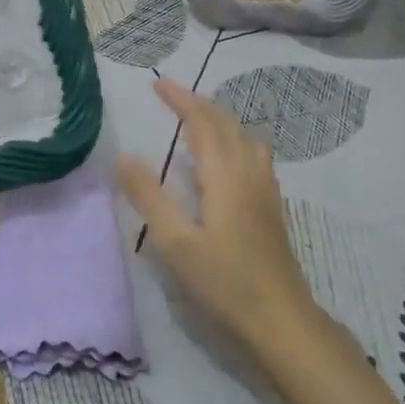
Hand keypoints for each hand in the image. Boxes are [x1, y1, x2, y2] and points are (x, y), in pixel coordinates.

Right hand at [116, 78, 315, 349]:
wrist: (281, 319)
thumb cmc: (224, 281)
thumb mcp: (175, 242)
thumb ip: (149, 196)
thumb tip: (124, 155)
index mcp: (225, 174)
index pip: (202, 122)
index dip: (180, 99)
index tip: (157, 84)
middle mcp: (249, 172)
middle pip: (226, 123)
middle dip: (199, 103)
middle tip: (171, 96)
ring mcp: (266, 189)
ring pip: (245, 137)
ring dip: (220, 120)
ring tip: (198, 121)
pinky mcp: (272, 207)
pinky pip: (254, 155)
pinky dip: (235, 139)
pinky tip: (227, 160)